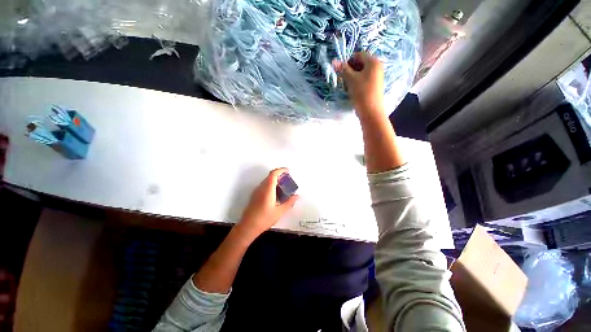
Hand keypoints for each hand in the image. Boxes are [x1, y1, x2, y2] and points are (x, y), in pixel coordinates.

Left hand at [237, 168, 298, 239]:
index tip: (288, 170)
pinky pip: (264, 185)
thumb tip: (297, 196)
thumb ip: (290, 202)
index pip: (273, 174)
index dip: (281, 170)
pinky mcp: (255, 195)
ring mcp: (257, 191)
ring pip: (267, 180)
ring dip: (275, 179)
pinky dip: (271, 184)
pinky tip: (276, 193)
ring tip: (284, 186)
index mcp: (268, 190)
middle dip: (279, 174)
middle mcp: (261, 188)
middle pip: (270, 176)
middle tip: (288, 178)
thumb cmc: (264, 219)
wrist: (248, 226)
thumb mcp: (280, 211)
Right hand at [333, 52, 384, 118]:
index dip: (348, 61)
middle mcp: (377, 67)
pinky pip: (364, 79)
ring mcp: (377, 77)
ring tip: (348, 87)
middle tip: (344, 80)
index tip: (342, 72)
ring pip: (361, 73)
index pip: (358, 55)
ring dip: (352, 78)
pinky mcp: (375, 86)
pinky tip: (354, 91)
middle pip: (360, 63)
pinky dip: (357, 83)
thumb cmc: (362, 93)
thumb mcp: (351, 80)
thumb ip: (343, 69)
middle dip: (350, 70)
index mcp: (373, 62)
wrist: (371, 111)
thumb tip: (334, 61)